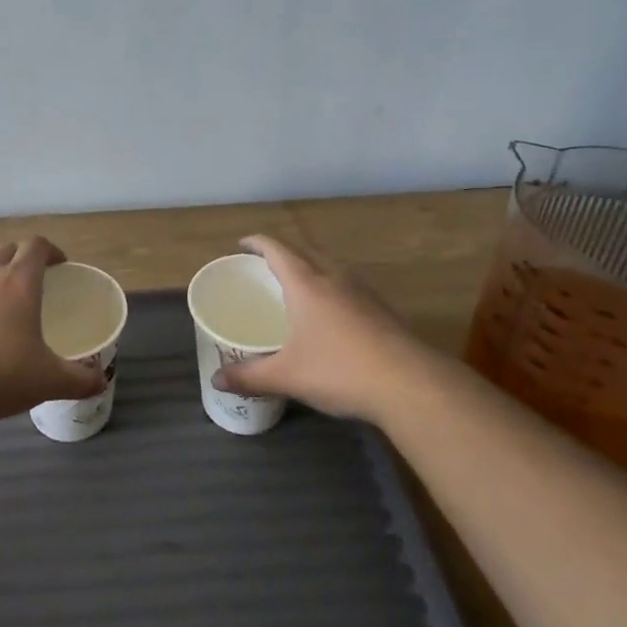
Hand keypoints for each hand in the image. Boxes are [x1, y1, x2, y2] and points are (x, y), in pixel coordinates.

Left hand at [0, 237, 104, 425]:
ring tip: (0, 306)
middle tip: (32, 282)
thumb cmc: (3, 374)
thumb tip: (100, 382)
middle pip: (6, 250)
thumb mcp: (50, 380)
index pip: (36, 245)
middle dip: (20, 258)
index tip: (60, 265)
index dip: (51, 250)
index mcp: (20, 281)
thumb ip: (80, 379)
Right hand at [216, 235, 424, 423]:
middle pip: (305, 252)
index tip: (243, 243)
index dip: (257, 242)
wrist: (411, 384)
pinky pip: (349, 287)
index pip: (277, 250)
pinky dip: (333, 289)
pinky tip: (332, 316)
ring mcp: (363, 293)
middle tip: (266, 267)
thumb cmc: (339, 370)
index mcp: (306, 284)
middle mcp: (334, 278)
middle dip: (284, 253)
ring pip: (331, 268)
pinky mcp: (383, 310)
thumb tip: (216, 380)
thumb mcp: (287, 376)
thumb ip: (249, 376)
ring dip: (312, 268)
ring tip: (298, 287)